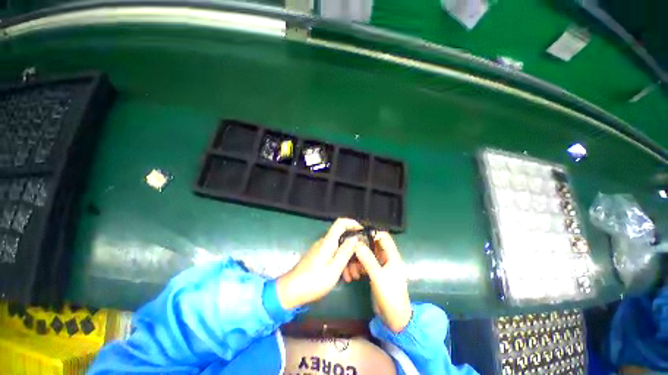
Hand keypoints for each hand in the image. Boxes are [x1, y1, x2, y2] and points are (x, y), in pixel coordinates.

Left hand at [276, 218, 363, 309]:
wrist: (290, 291)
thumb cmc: (313, 281)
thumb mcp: (334, 269)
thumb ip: (345, 252)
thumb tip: (355, 238)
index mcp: (328, 242)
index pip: (340, 223)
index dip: (352, 223)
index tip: (363, 232)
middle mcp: (324, 242)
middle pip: (342, 237)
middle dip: (354, 249)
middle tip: (360, 265)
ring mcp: (321, 249)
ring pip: (339, 248)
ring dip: (348, 259)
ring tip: (353, 276)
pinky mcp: (318, 257)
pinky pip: (333, 255)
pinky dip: (341, 263)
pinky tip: (344, 277)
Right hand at [353, 232, 411, 332]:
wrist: (394, 319)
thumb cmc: (390, 297)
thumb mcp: (378, 277)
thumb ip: (368, 260)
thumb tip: (357, 243)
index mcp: (392, 255)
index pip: (383, 236)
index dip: (371, 232)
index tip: (357, 233)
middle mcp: (386, 257)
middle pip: (372, 244)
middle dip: (360, 247)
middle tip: (348, 250)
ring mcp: (380, 265)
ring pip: (366, 255)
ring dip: (357, 260)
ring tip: (350, 270)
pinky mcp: (374, 272)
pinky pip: (364, 264)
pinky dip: (358, 267)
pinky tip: (352, 275)